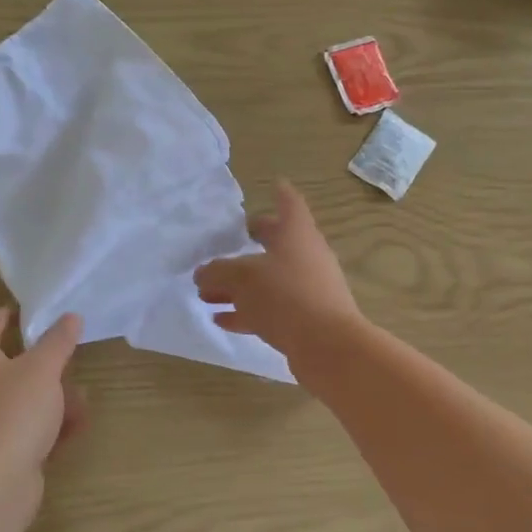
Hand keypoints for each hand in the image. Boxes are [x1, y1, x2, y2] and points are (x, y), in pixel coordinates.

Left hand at [0, 309, 83, 487]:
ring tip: (83, 397)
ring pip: (24, 402)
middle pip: (9, 368)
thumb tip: (70, 316)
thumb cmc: (15, 413)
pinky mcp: (2, 454)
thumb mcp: (43, 369)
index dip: (4, 316)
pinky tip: (78, 428)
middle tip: (67, 356)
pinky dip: (52, 427)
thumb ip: (58, 341)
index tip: (25, 310)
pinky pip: (30, 432)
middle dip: (43, 363)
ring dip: (54, 398)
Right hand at [196, 181, 363, 363]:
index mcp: (297, 234)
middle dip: (253, 242)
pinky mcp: (306, 319)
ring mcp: (308, 289)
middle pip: (277, 243)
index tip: (275, 184)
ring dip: (240, 285)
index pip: (290, 204)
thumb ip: (217, 272)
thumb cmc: (285, 296)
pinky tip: (222, 319)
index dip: (281, 194)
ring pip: (269, 280)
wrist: (328, 346)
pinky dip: (247, 311)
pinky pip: (271, 308)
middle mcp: (306, 257)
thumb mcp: (241, 278)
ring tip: (207, 293)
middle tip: (231, 241)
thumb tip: (203, 274)